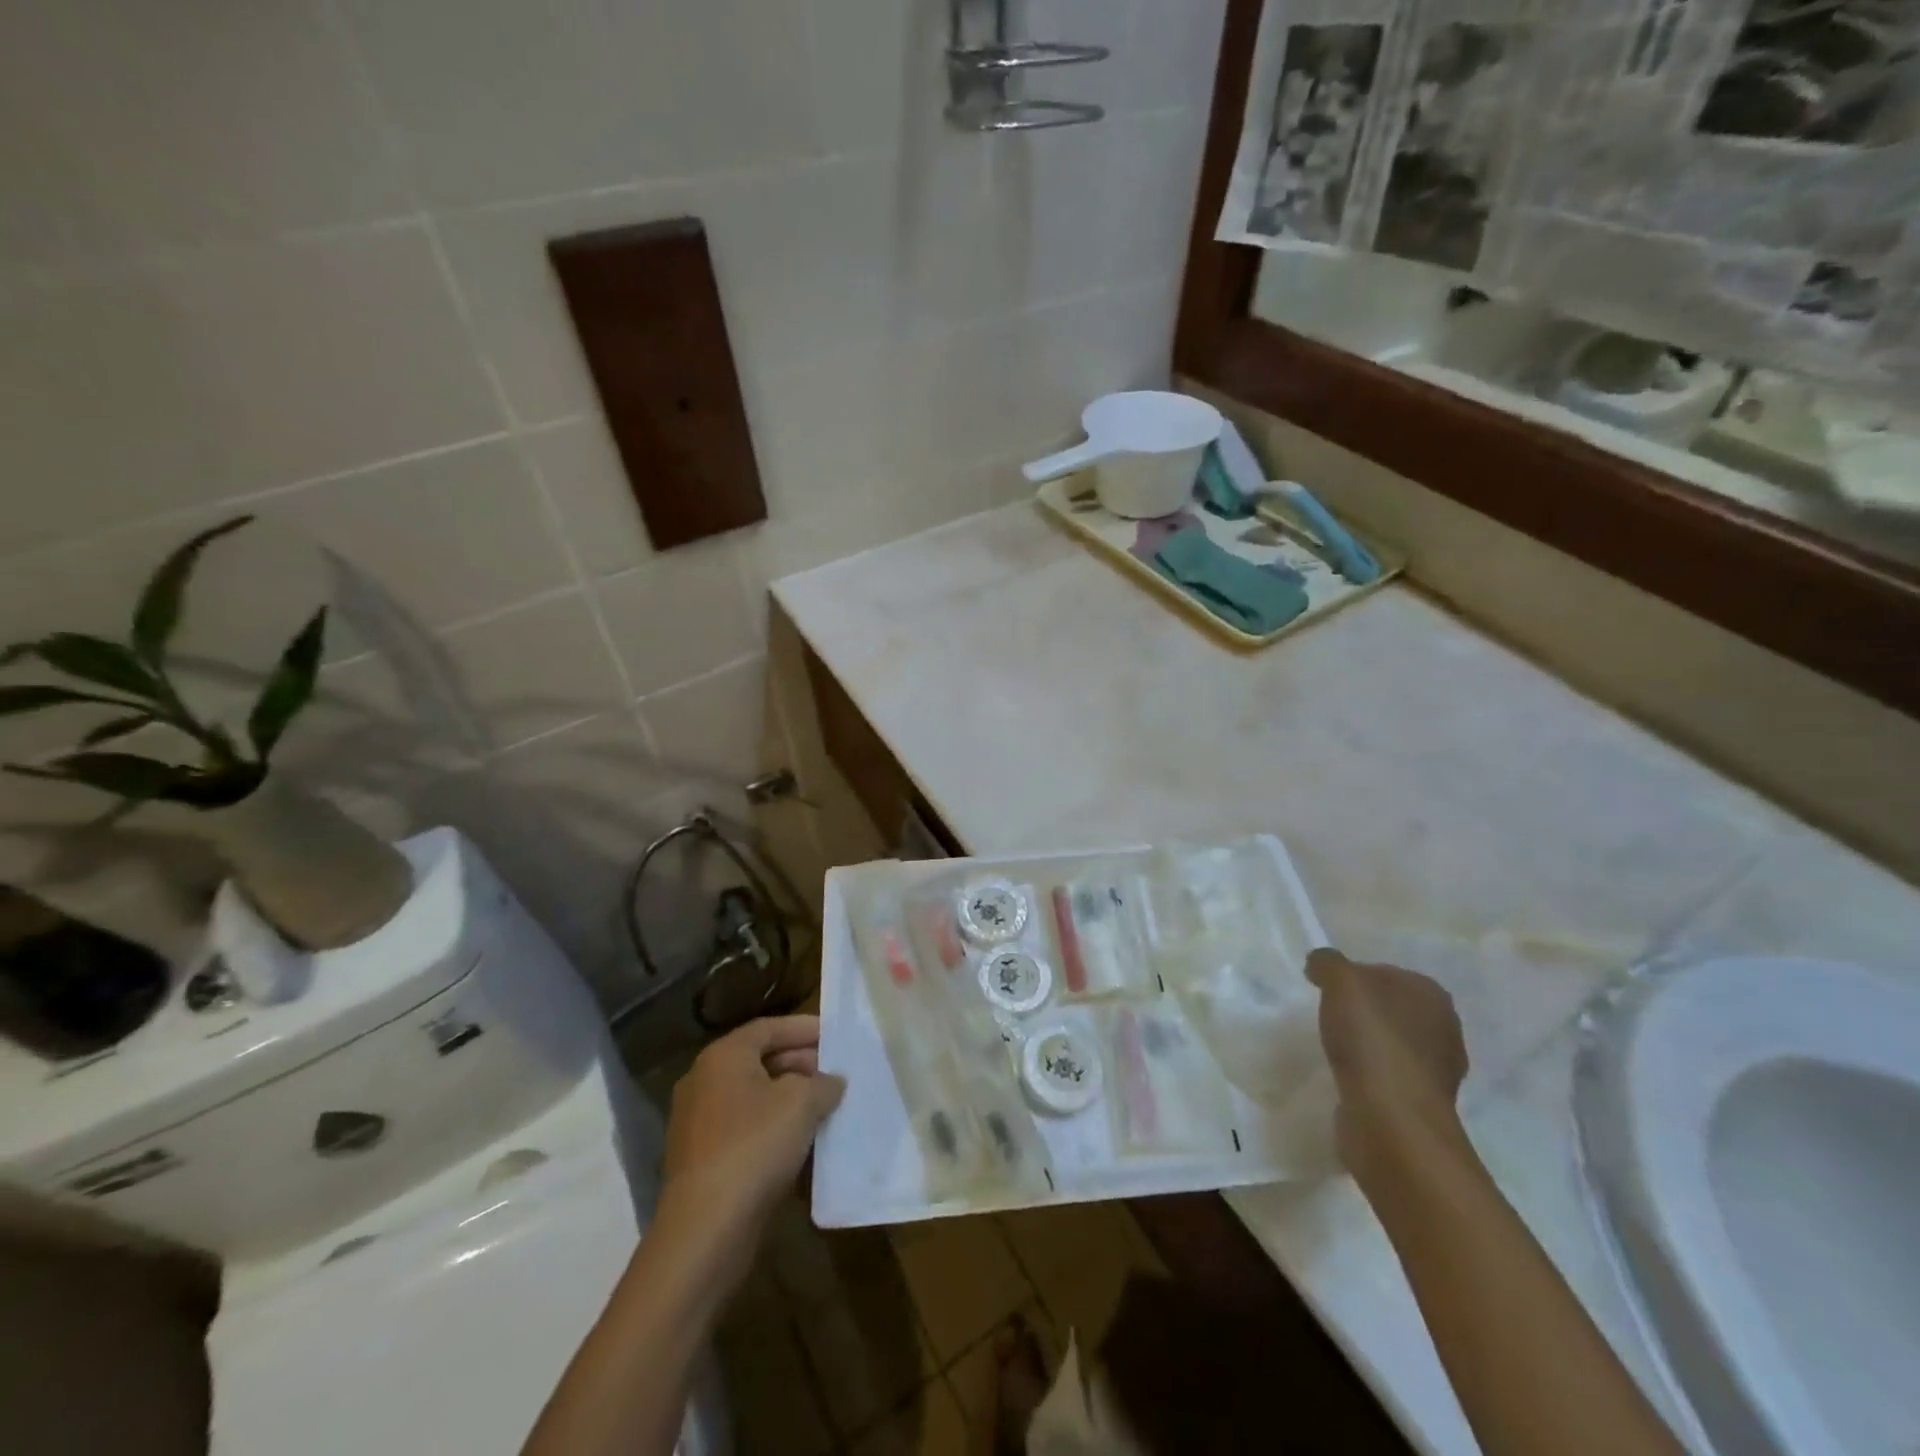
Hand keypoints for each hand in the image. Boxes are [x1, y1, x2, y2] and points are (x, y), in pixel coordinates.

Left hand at [661, 1015, 845, 1247]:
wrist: (706, 1230)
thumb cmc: (754, 1146)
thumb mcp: (802, 1102)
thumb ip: (822, 1083)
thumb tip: (831, 1082)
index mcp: (723, 1056)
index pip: (769, 1027)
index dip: (804, 1028)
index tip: (835, 1034)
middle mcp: (704, 1081)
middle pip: (759, 1059)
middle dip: (800, 1062)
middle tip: (834, 1071)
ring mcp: (698, 1123)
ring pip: (753, 1096)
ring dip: (789, 1097)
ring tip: (825, 1106)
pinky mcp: (702, 1159)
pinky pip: (745, 1128)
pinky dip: (773, 1126)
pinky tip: (802, 1141)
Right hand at [1306, 949, 1469, 1187]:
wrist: (1391, 1122)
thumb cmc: (1372, 1041)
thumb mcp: (1341, 982)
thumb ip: (1328, 963)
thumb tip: (1320, 963)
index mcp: (1432, 995)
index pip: (1385, 972)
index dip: (1353, 975)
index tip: (1325, 988)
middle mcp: (1443, 1029)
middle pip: (1390, 1007)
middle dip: (1361, 1010)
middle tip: (1327, 1015)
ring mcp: (1435, 1070)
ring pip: (1390, 1041)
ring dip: (1365, 1043)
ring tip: (1332, 1046)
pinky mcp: (1418, 1103)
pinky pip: (1386, 1074)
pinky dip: (1366, 1073)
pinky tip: (1345, 1076)